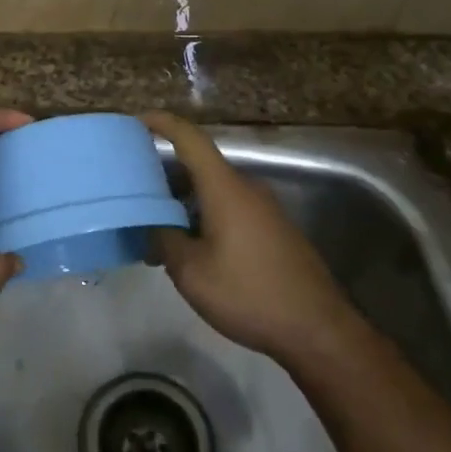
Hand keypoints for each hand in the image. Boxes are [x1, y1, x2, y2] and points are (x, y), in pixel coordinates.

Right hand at [144, 111, 354, 360]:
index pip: (190, 139)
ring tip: (154, 230)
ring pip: (213, 192)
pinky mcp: (273, 230)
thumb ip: (164, 240)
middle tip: (133, 192)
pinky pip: (229, 209)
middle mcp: (246, 188)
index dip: (162, 124)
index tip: (136, 121)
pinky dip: (203, 217)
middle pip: (198, 166)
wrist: (318, 330)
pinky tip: (189, 249)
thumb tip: (154, 225)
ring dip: (183, 203)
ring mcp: (264, 209)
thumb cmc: (249, 294)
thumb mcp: (191, 272)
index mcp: (225, 188)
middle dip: (164, 175)